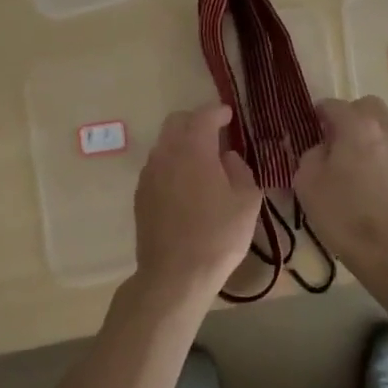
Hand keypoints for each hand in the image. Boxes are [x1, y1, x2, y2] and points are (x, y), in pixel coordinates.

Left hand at [129, 104, 262, 304]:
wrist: (175, 274)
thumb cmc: (218, 236)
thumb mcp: (247, 202)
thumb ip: (240, 170)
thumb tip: (228, 158)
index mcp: (194, 149)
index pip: (204, 116)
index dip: (218, 112)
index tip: (229, 115)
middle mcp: (166, 154)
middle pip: (176, 122)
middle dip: (195, 121)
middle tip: (214, 133)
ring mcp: (149, 174)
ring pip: (164, 144)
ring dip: (182, 143)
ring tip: (201, 161)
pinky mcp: (140, 194)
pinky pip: (157, 166)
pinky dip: (171, 164)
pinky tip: (185, 185)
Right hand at [292, 97, 387, 264]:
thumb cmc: (344, 214)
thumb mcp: (307, 182)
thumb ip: (310, 154)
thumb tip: (322, 149)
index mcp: (358, 125)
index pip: (332, 105)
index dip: (317, 115)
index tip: (308, 132)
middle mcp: (387, 128)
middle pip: (366, 107)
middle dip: (349, 118)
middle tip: (334, 144)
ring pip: (384, 128)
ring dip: (368, 137)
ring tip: (354, 166)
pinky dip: (382, 157)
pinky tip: (372, 184)